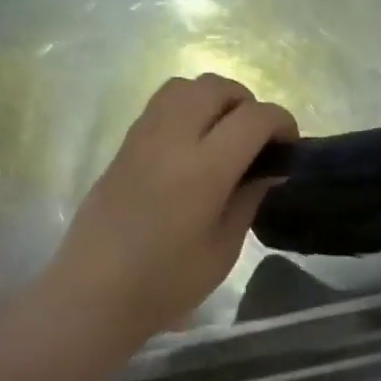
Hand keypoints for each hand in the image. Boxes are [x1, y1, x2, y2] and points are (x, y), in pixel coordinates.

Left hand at [44, 73, 295, 348]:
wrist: (92, 294)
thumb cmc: (165, 283)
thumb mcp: (223, 249)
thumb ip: (249, 199)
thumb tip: (269, 170)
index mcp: (203, 169)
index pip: (253, 117)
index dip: (281, 122)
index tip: (288, 146)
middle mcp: (171, 140)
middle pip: (216, 87)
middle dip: (246, 102)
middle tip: (255, 138)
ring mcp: (142, 138)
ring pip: (184, 86)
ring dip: (212, 99)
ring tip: (222, 135)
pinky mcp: (123, 147)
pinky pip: (160, 105)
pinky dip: (186, 109)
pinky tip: (190, 147)